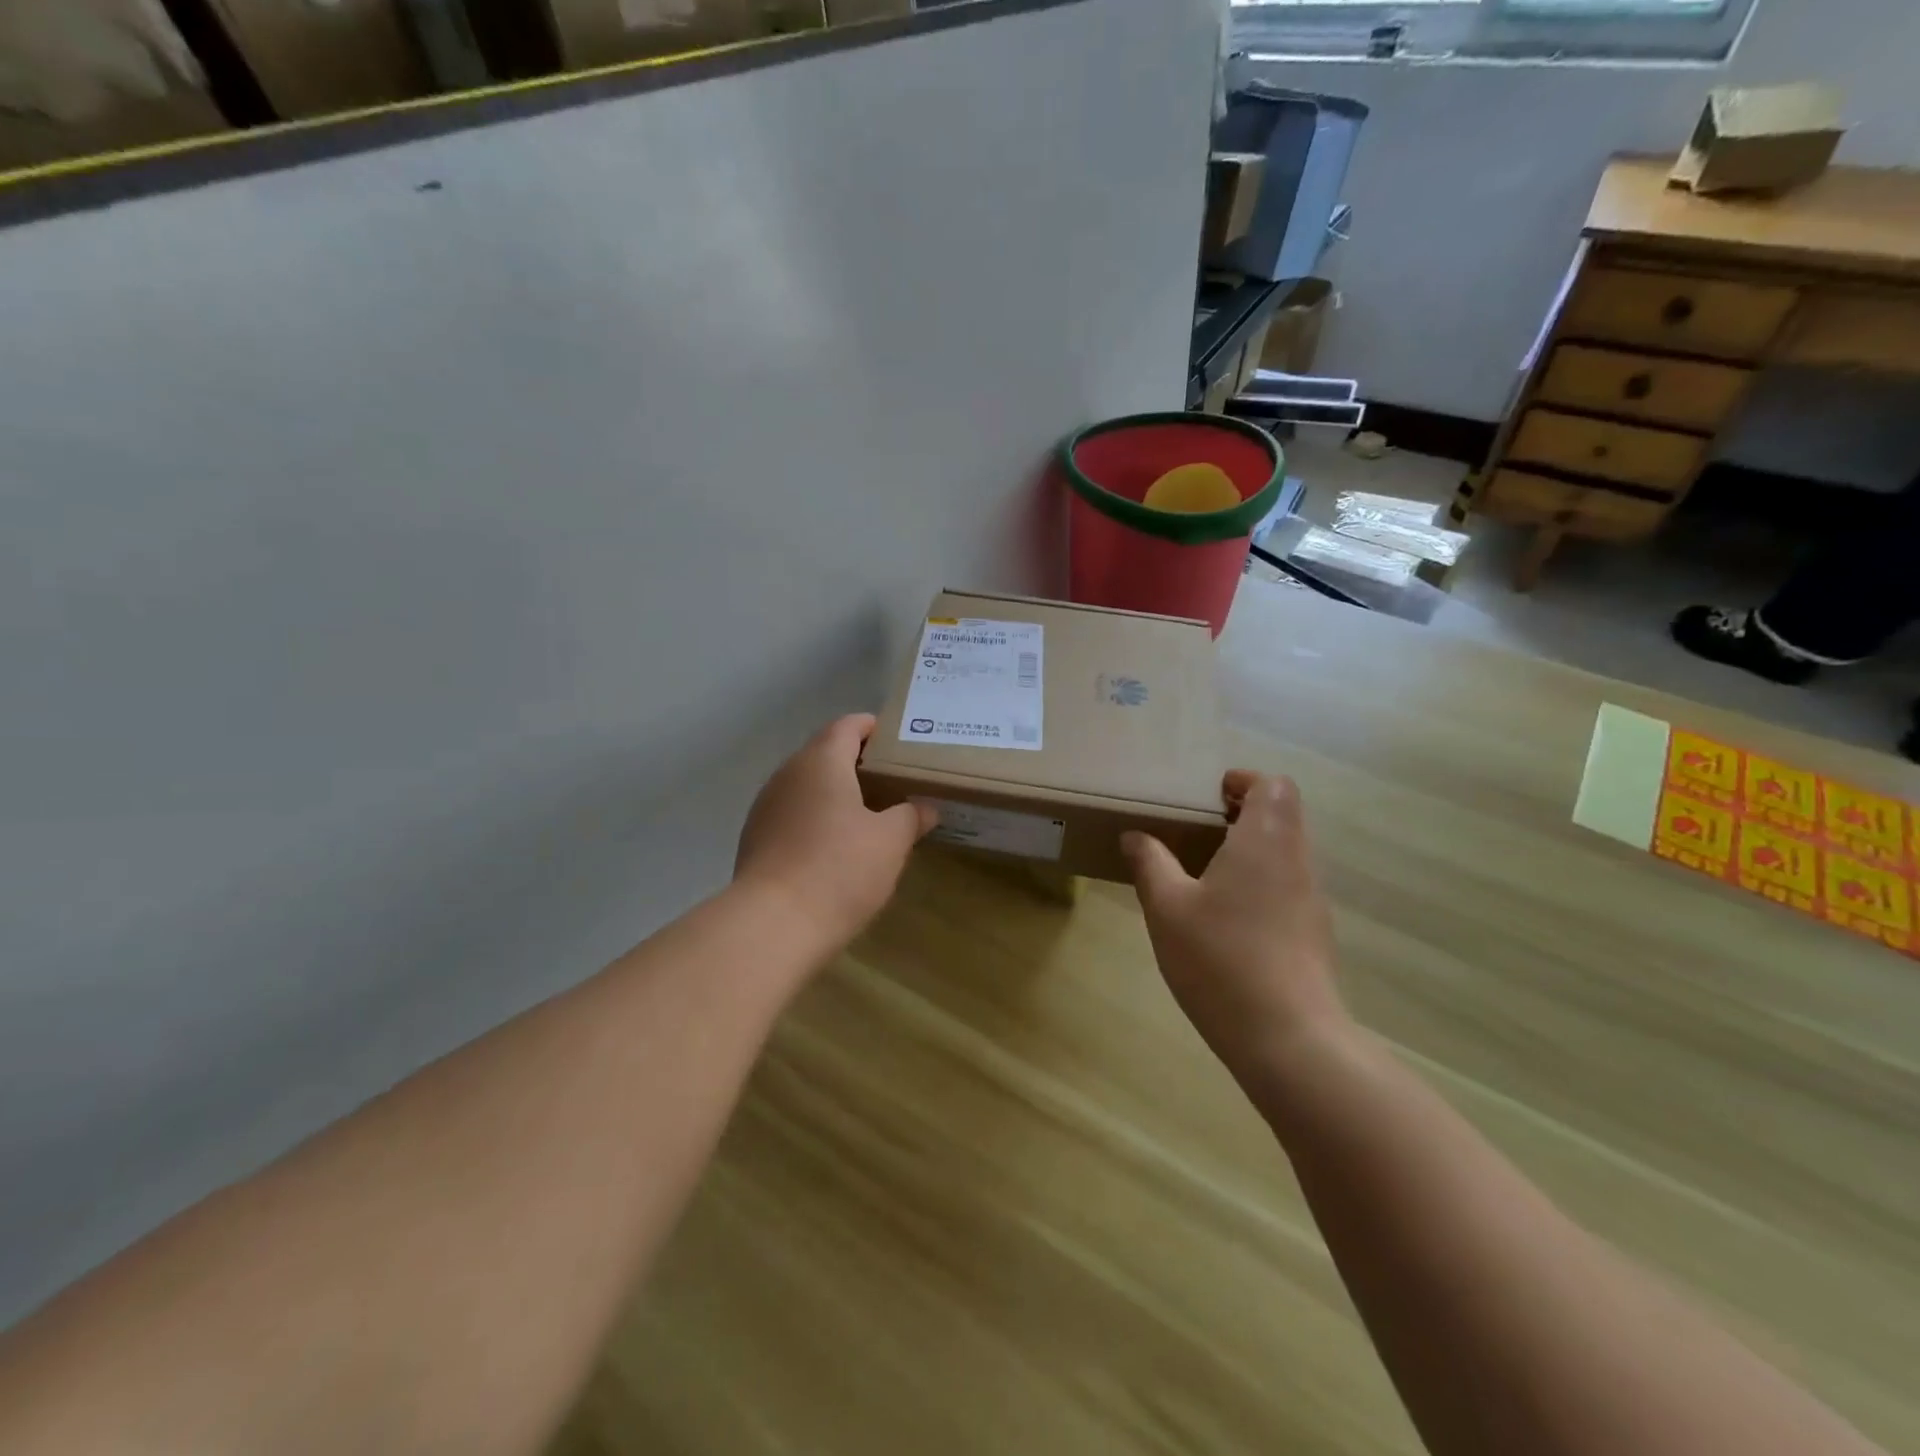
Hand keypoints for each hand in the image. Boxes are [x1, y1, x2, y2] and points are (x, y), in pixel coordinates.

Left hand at [734, 714, 935, 951]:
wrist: (772, 925)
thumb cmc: (840, 869)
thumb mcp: (891, 842)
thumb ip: (911, 816)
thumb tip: (925, 807)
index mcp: (821, 761)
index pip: (848, 726)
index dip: (873, 728)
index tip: (897, 742)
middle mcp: (788, 774)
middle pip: (825, 754)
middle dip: (857, 764)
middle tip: (892, 782)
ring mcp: (766, 806)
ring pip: (806, 786)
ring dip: (834, 793)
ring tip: (868, 815)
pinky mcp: (755, 839)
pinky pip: (792, 815)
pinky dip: (815, 819)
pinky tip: (834, 847)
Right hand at [1122, 771, 1348, 1088]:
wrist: (1288, 1039)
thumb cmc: (1221, 959)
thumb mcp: (1167, 907)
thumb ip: (1150, 863)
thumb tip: (1136, 836)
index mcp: (1266, 841)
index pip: (1274, 785)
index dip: (1243, 782)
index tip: (1207, 798)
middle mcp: (1297, 861)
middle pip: (1283, 815)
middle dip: (1241, 814)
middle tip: (1195, 832)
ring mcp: (1312, 900)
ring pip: (1286, 853)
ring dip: (1250, 850)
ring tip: (1203, 874)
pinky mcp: (1314, 934)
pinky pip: (1288, 887)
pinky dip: (1260, 884)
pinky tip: (1225, 919)